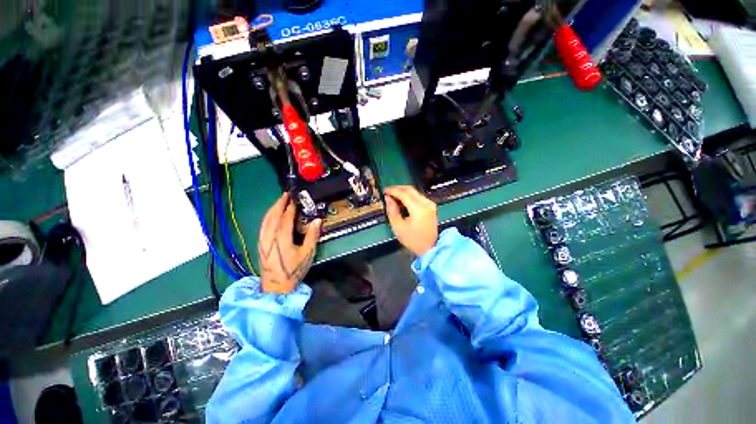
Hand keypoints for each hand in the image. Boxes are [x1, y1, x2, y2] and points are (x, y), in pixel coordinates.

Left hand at [258, 193, 321, 292]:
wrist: (276, 287)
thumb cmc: (294, 271)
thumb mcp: (307, 254)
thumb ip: (312, 236)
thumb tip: (317, 220)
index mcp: (282, 239)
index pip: (285, 218)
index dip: (290, 208)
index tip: (295, 199)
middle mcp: (270, 237)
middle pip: (273, 216)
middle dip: (279, 204)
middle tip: (286, 194)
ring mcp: (263, 240)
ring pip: (266, 220)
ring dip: (272, 208)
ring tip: (279, 201)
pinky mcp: (260, 244)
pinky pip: (263, 226)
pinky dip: (267, 217)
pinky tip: (271, 215)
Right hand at [384, 186, 437, 255]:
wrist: (430, 248)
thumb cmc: (413, 240)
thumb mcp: (398, 227)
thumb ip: (392, 211)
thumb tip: (388, 199)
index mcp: (419, 209)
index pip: (404, 194)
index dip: (393, 191)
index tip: (385, 191)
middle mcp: (426, 203)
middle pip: (411, 190)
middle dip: (398, 189)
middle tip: (388, 191)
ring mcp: (430, 205)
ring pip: (415, 192)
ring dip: (404, 192)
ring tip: (394, 196)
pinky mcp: (431, 207)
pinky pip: (419, 197)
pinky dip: (410, 196)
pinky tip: (403, 201)